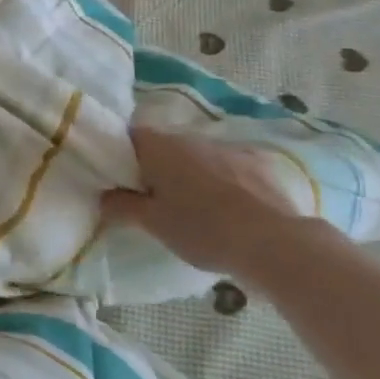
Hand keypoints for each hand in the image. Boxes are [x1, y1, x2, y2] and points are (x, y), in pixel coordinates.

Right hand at [100, 126, 306, 275]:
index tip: (121, 179)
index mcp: (160, 147)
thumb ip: (123, 206)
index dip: (121, 155)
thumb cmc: (203, 228)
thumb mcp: (153, 224)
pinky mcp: (259, 163)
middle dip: (156, 166)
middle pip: (164, 145)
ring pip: (197, 155)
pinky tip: (228, 206)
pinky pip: (228, 166)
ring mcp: (229, 148)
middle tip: (153, 198)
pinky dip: (222, 179)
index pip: (129, 136)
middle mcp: (192, 138)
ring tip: (193, 206)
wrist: (275, 242)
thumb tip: (104, 196)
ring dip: (190, 173)